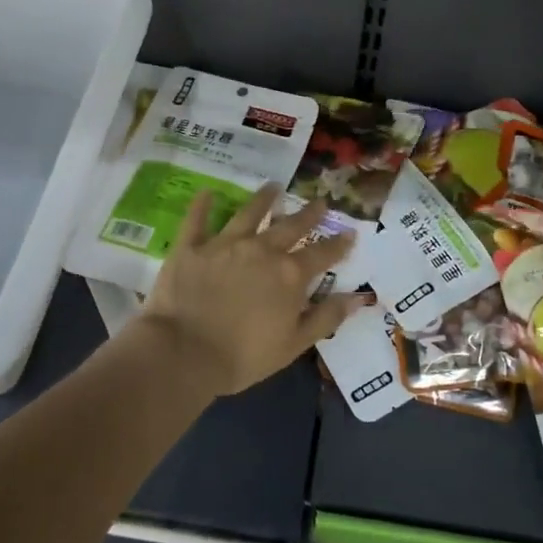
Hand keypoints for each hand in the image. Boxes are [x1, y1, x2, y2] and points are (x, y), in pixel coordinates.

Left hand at [138, 184, 360, 395]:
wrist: (184, 352)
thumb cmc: (243, 356)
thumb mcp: (294, 344)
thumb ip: (326, 318)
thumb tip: (358, 298)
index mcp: (289, 275)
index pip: (321, 255)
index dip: (338, 244)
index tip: (350, 232)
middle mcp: (261, 250)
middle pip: (289, 227)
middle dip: (307, 214)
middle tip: (319, 201)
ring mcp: (225, 244)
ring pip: (248, 214)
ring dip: (263, 199)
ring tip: (273, 186)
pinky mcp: (191, 247)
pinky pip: (197, 220)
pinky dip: (202, 205)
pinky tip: (207, 192)